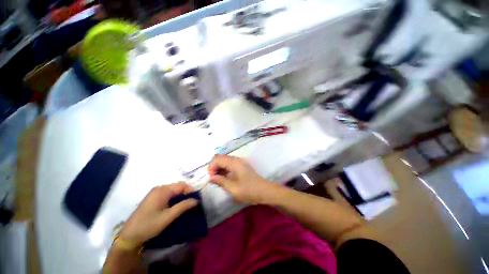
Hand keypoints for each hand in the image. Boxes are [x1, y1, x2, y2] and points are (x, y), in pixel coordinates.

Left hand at [120, 182, 197, 244]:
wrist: (129, 236)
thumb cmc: (149, 225)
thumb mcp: (168, 217)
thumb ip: (183, 206)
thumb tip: (196, 200)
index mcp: (162, 190)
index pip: (182, 185)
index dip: (190, 191)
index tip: (196, 200)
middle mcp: (159, 188)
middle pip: (178, 187)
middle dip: (186, 194)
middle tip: (192, 204)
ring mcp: (155, 193)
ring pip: (173, 191)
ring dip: (181, 197)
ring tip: (185, 206)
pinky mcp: (153, 198)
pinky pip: (168, 195)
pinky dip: (174, 199)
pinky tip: (176, 207)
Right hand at [208, 155, 275, 203]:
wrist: (264, 191)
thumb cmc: (249, 190)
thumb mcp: (233, 188)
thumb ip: (221, 181)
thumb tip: (210, 177)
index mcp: (234, 163)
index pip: (217, 159)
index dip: (211, 167)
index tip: (211, 178)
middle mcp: (236, 160)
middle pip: (220, 158)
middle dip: (214, 167)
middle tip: (213, 178)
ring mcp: (239, 162)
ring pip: (224, 161)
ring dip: (219, 168)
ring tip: (217, 179)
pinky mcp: (241, 166)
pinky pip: (229, 164)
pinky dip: (224, 169)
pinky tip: (224, 178)